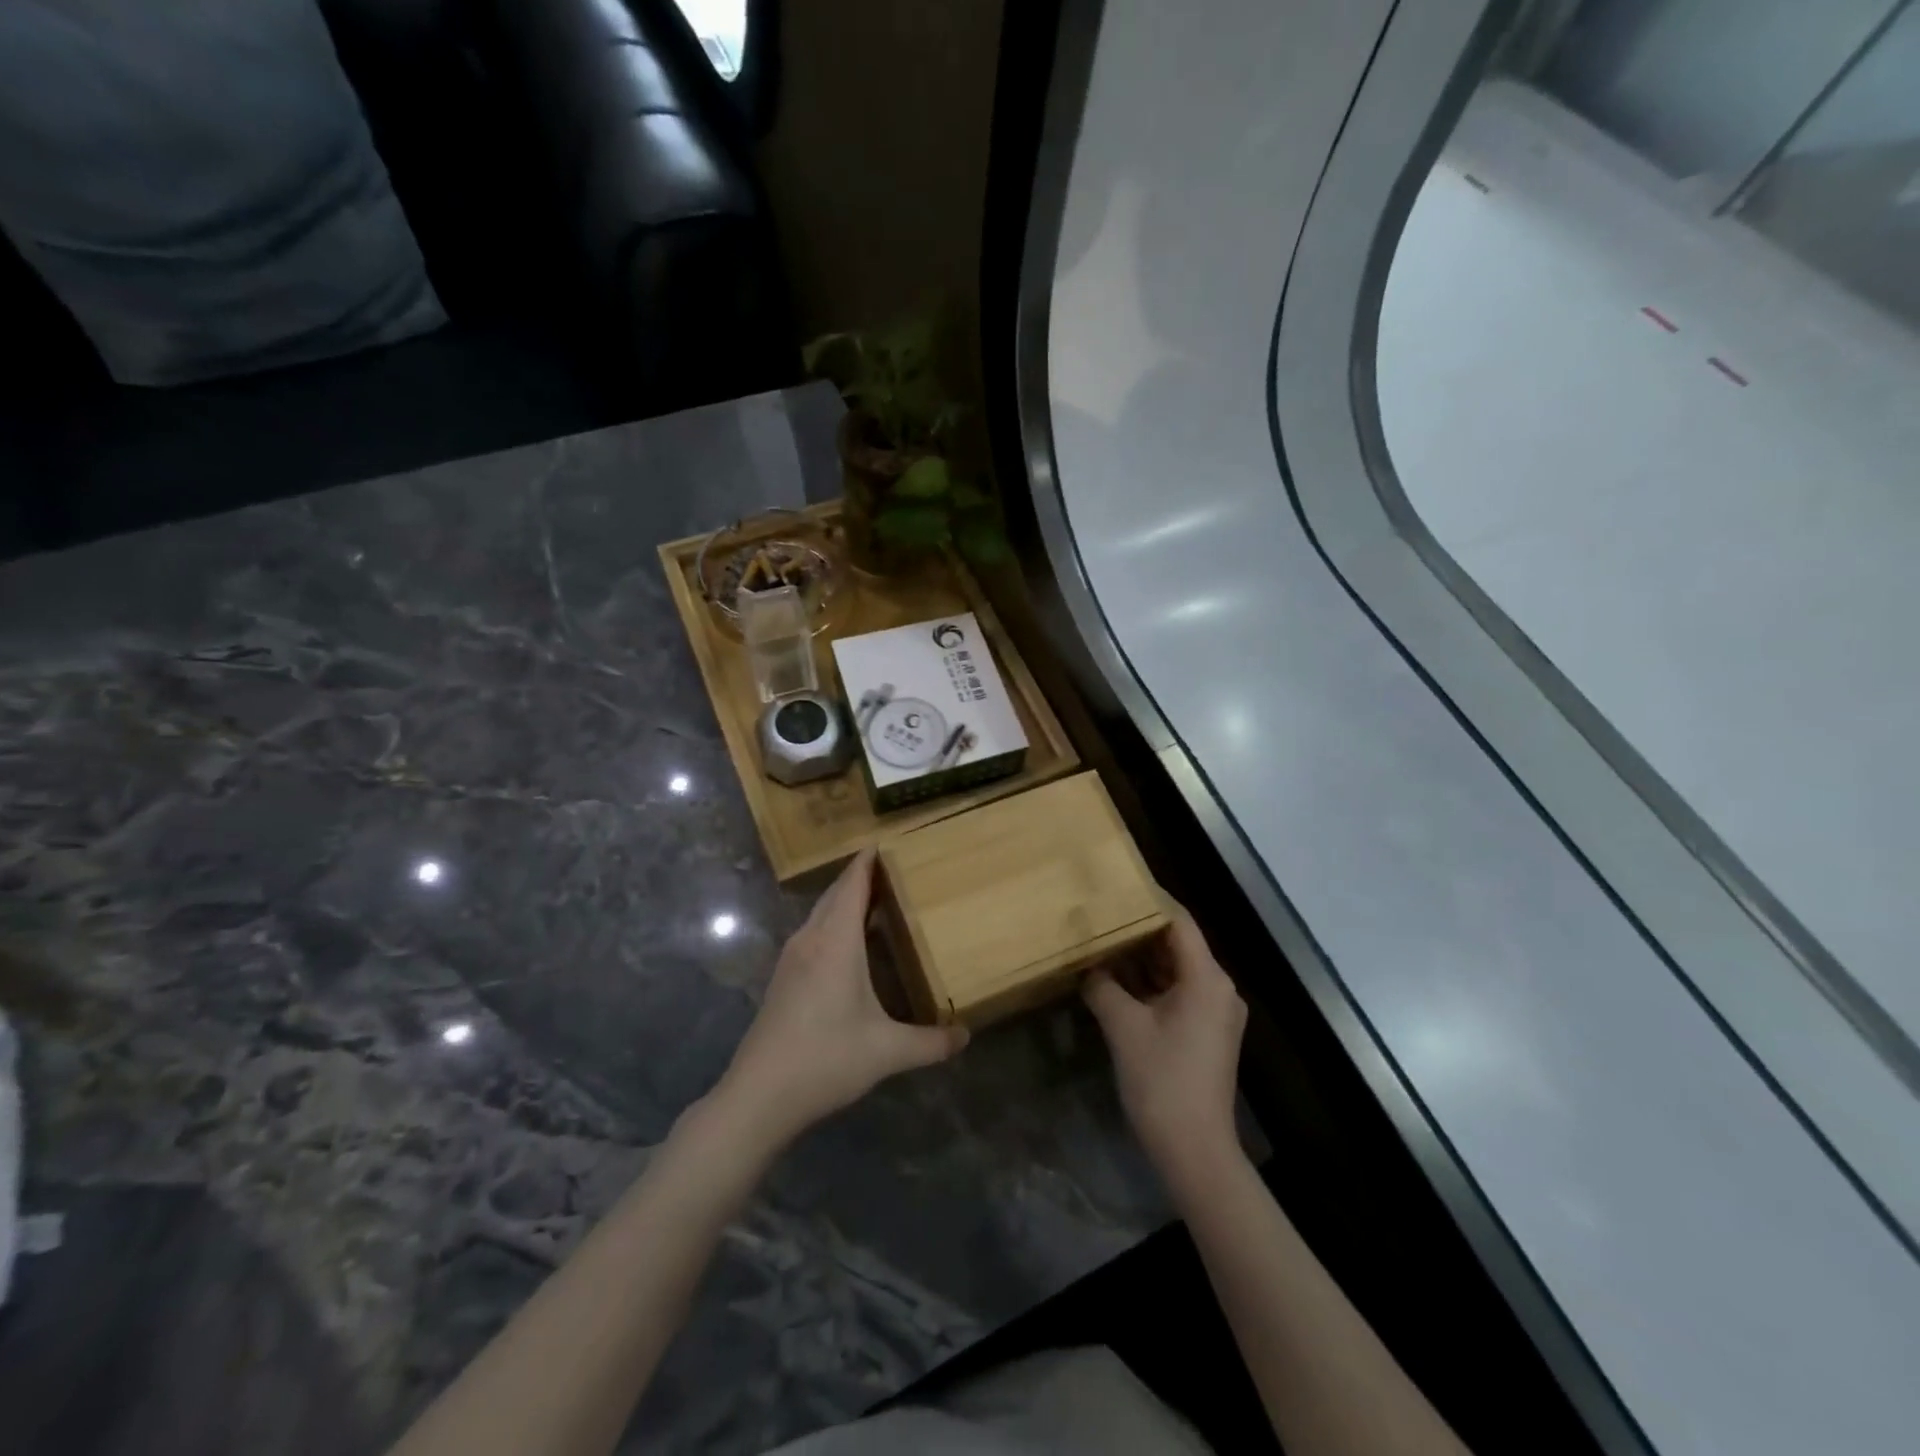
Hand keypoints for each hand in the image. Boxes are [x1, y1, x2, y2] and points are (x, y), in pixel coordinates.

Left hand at [715, 849, 967, 1150]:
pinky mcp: (783, 978)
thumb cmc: (825, 1059)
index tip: (886, 840)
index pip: (852, 885)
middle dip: (860, 877)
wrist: (758, 1095)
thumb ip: (930, 1042)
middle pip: (835, 894)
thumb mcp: (886, 1052)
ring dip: (844, 900)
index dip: (867, 861)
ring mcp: (792, 959)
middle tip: (894, 868)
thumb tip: (966, 1035)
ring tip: (877, 899)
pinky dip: (833, 923)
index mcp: (835, 942)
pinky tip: (849, 945)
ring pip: (821, 914)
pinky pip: (813, 933)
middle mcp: (811, 940)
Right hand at [1084, 905, 1246, 1185]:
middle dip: (1137, 930)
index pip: (1178, 922)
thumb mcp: (1123, 1027)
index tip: (1116, 885)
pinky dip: (1149, 985)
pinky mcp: (1206, 1033)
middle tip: (1099, 914)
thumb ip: (1102, 986)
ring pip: (1175, 970)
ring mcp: (1215, 1012)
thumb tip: (1085, 964)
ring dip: (1140, 960)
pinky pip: (1177, 993)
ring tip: (1100, 942)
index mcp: (1207, 978)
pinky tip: (1114, 982)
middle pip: (1177, 944)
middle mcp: (1218, 988)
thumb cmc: (1162, 1081)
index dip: (1149, 901)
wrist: (1196, 1152)